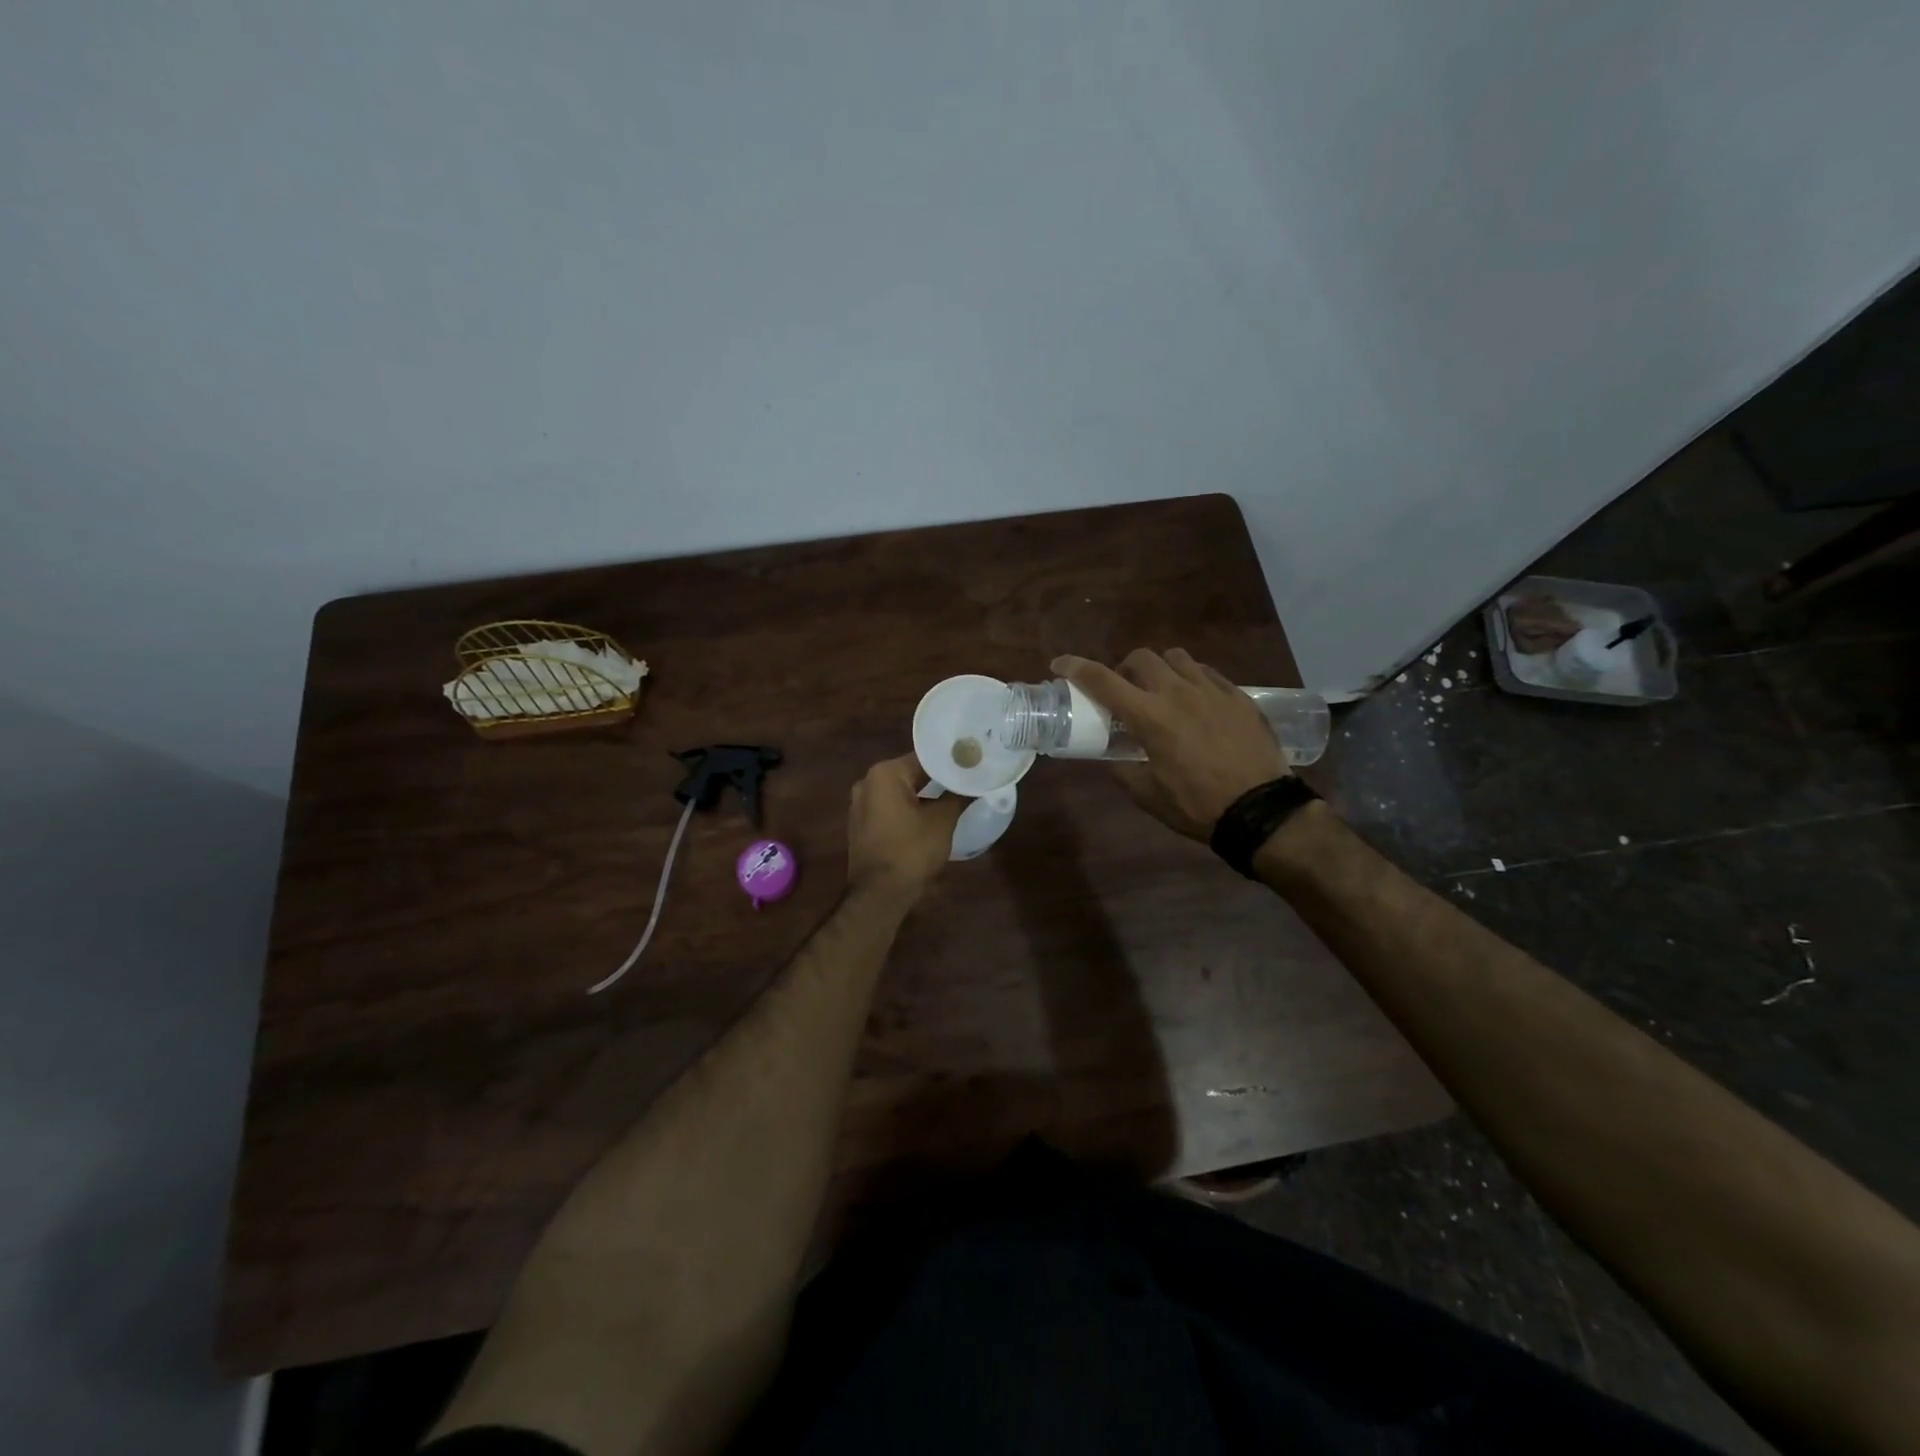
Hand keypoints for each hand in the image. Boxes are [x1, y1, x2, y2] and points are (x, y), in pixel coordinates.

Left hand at [846, 755, 966, 900]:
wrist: (879, 894)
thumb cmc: (911, 850)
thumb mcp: (942, 821)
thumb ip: (958, 796)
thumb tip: (973, 783)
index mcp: (885, 774)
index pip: (925, 758)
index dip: (950, 762)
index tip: (972, 763)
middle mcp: (867, 782)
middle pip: (911, 773)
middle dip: (937, 778)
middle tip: (966, 779)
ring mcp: (860, 804)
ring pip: (900, 792)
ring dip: (923, 795)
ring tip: (953, 796)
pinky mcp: (861, 825)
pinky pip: (890, 808)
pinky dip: (908, 808)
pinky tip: (929, 815)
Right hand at [1053, 648, 1291, 841]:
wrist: (1261, 809)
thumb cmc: (1197, 805)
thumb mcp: (1148, 794)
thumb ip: (1125, 769)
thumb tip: (1116, 758)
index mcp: (1149, 717)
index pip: (1103, 681)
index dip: (1076, 668)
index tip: (1060, 664)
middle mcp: (1177, 693)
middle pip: (1141, 658)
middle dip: (1124, 668)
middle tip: (1124, 691)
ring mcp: (1211, 690)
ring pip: (1176, 658)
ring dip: (1159, 669)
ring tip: (1161, 690)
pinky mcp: (1238, 695)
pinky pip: (1207, 672)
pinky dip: (1191, 678)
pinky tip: (1195, 700)